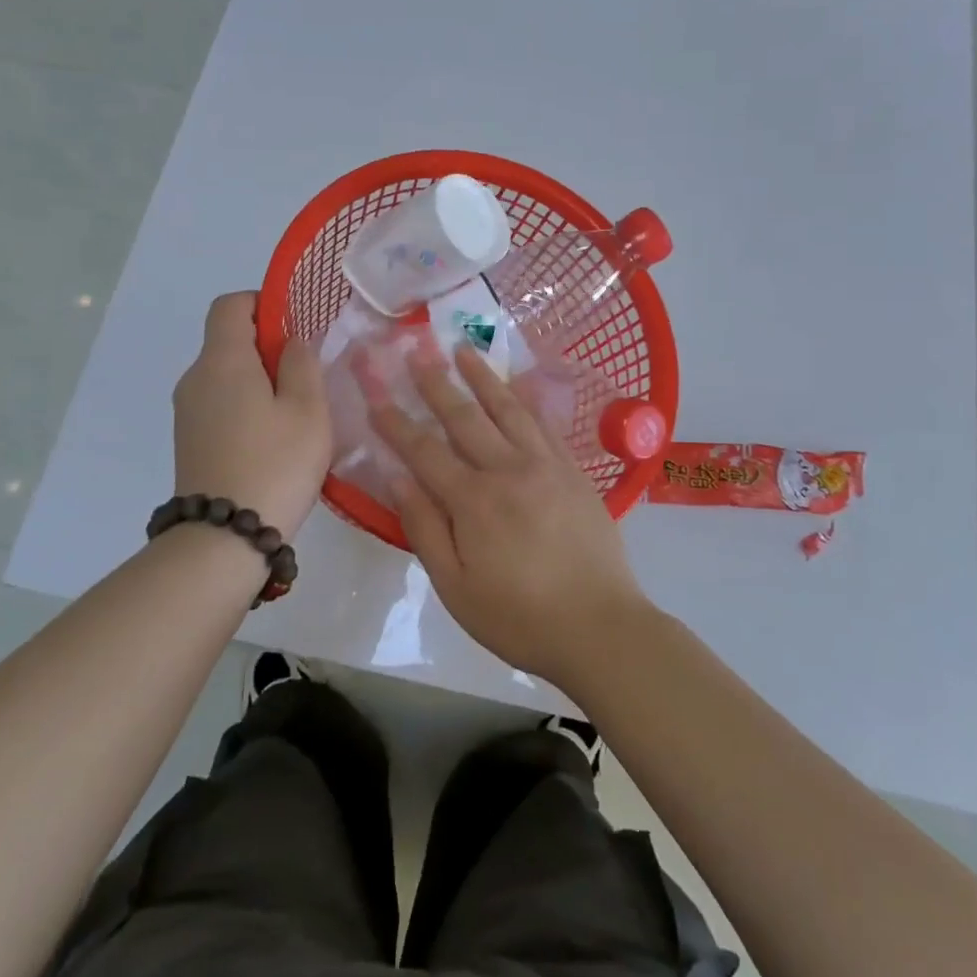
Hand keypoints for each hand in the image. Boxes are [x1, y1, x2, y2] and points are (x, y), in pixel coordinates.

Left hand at [173, 293, 330, 538]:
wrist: (223, 539)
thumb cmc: (275, 464)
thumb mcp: (308, 410)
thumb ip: (302, 364)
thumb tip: (290, 341)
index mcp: (222, 360)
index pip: (230, 305)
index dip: (263, 304)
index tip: (295, 330)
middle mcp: (195, 378)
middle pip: (228, 340)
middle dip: (268, 348)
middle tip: (307, 379)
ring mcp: (187, 412)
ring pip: (226, 375)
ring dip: (259, 381)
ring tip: (295, 415)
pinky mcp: (188, 440)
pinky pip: (219, 403)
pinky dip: (245, 406)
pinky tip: (272, 440)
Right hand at [372, 345, 653, 687]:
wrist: (600, 627)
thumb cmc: (520, 618)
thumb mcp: (456, 588)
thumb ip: (425, 529)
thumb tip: (398, 479)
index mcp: (473, 501)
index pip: (424, 451)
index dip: (397, 423)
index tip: (377, 396)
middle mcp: (508, 470)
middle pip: (465, 418)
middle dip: (436, 384)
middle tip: (416, 352)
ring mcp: (546, 465)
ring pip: (508, 409)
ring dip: (482, 377)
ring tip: (463, 349)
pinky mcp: (574, 471)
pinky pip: (545, 424)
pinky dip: (526, 400)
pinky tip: (517, 386)